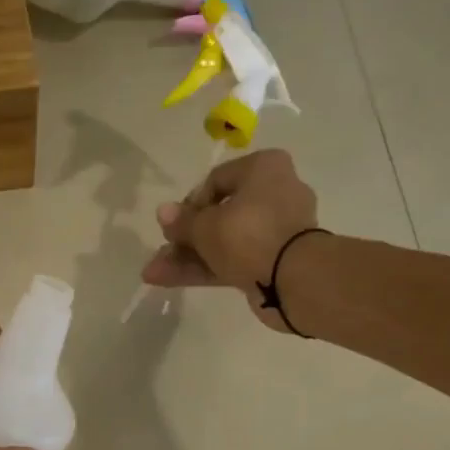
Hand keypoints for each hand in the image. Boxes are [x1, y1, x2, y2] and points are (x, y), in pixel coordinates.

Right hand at [141, 149, 319, 332]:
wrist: (295, 279)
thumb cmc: (249, 234)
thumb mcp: (206, 225)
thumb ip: (182, 221)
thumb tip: (163, 212)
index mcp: (264, 169)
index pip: (217, 180)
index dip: (189, 204)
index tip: (173, 226)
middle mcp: (273, 194)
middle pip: (219, 214)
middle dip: (185, 237)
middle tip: (162, 250)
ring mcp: (275, 232)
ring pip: (223, 241)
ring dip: (188, 256)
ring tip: (154, 272)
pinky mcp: (273, 261)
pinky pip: (233, 260)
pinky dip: (205, 268)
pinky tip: (168, 279)